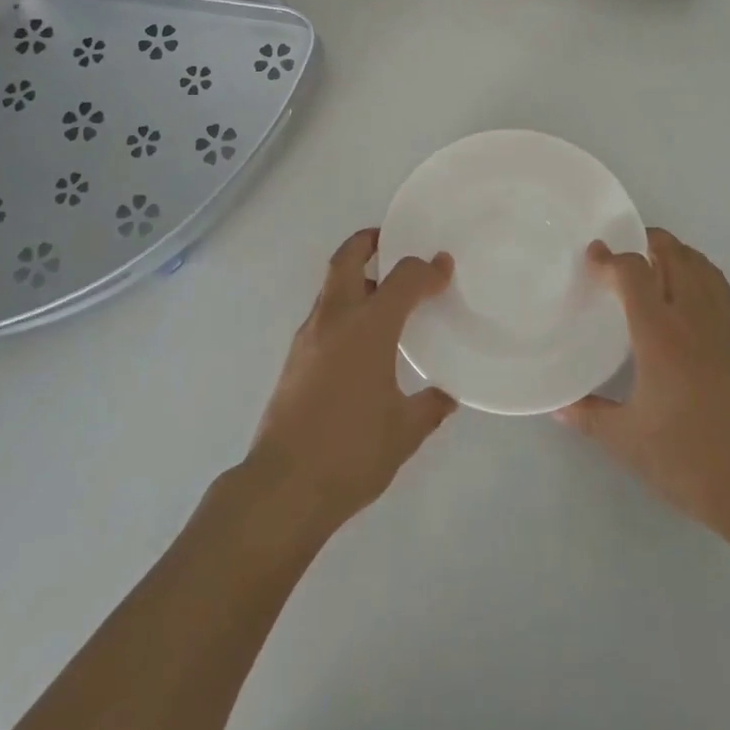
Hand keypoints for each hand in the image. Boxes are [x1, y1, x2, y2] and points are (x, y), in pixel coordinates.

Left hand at [245, 229, 457, 537]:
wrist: (283, 488)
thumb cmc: (351, 452)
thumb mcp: (404, 432)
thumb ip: (430, 407)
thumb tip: (446, 396)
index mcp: (368, 328)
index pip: (402, 278)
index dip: (426, 269)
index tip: (444, 268)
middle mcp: (334, 320)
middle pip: (347, 259)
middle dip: (369, 242)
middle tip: (391, 242)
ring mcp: (308, 337)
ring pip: (331, 287)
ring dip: (356, 278)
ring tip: (384, 296)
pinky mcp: (294, 358)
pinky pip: (323, 316)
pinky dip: (344, 309)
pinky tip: (361, 341)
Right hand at [556, 228, 729, 535]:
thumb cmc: (687, 458)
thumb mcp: (626, 440)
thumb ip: (589, 416)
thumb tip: (557, 406)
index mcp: (659, 334)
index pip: (634, 272)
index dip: (610, 258)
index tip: (592, 256)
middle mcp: (692, 318)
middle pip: (674, 254)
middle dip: (646, 241)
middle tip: (622, 251)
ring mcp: (722, 326)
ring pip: (701, 265)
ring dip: (676, 252)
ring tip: (653, 261)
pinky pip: (720, 286)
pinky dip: (701, 272)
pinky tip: (690, 288)